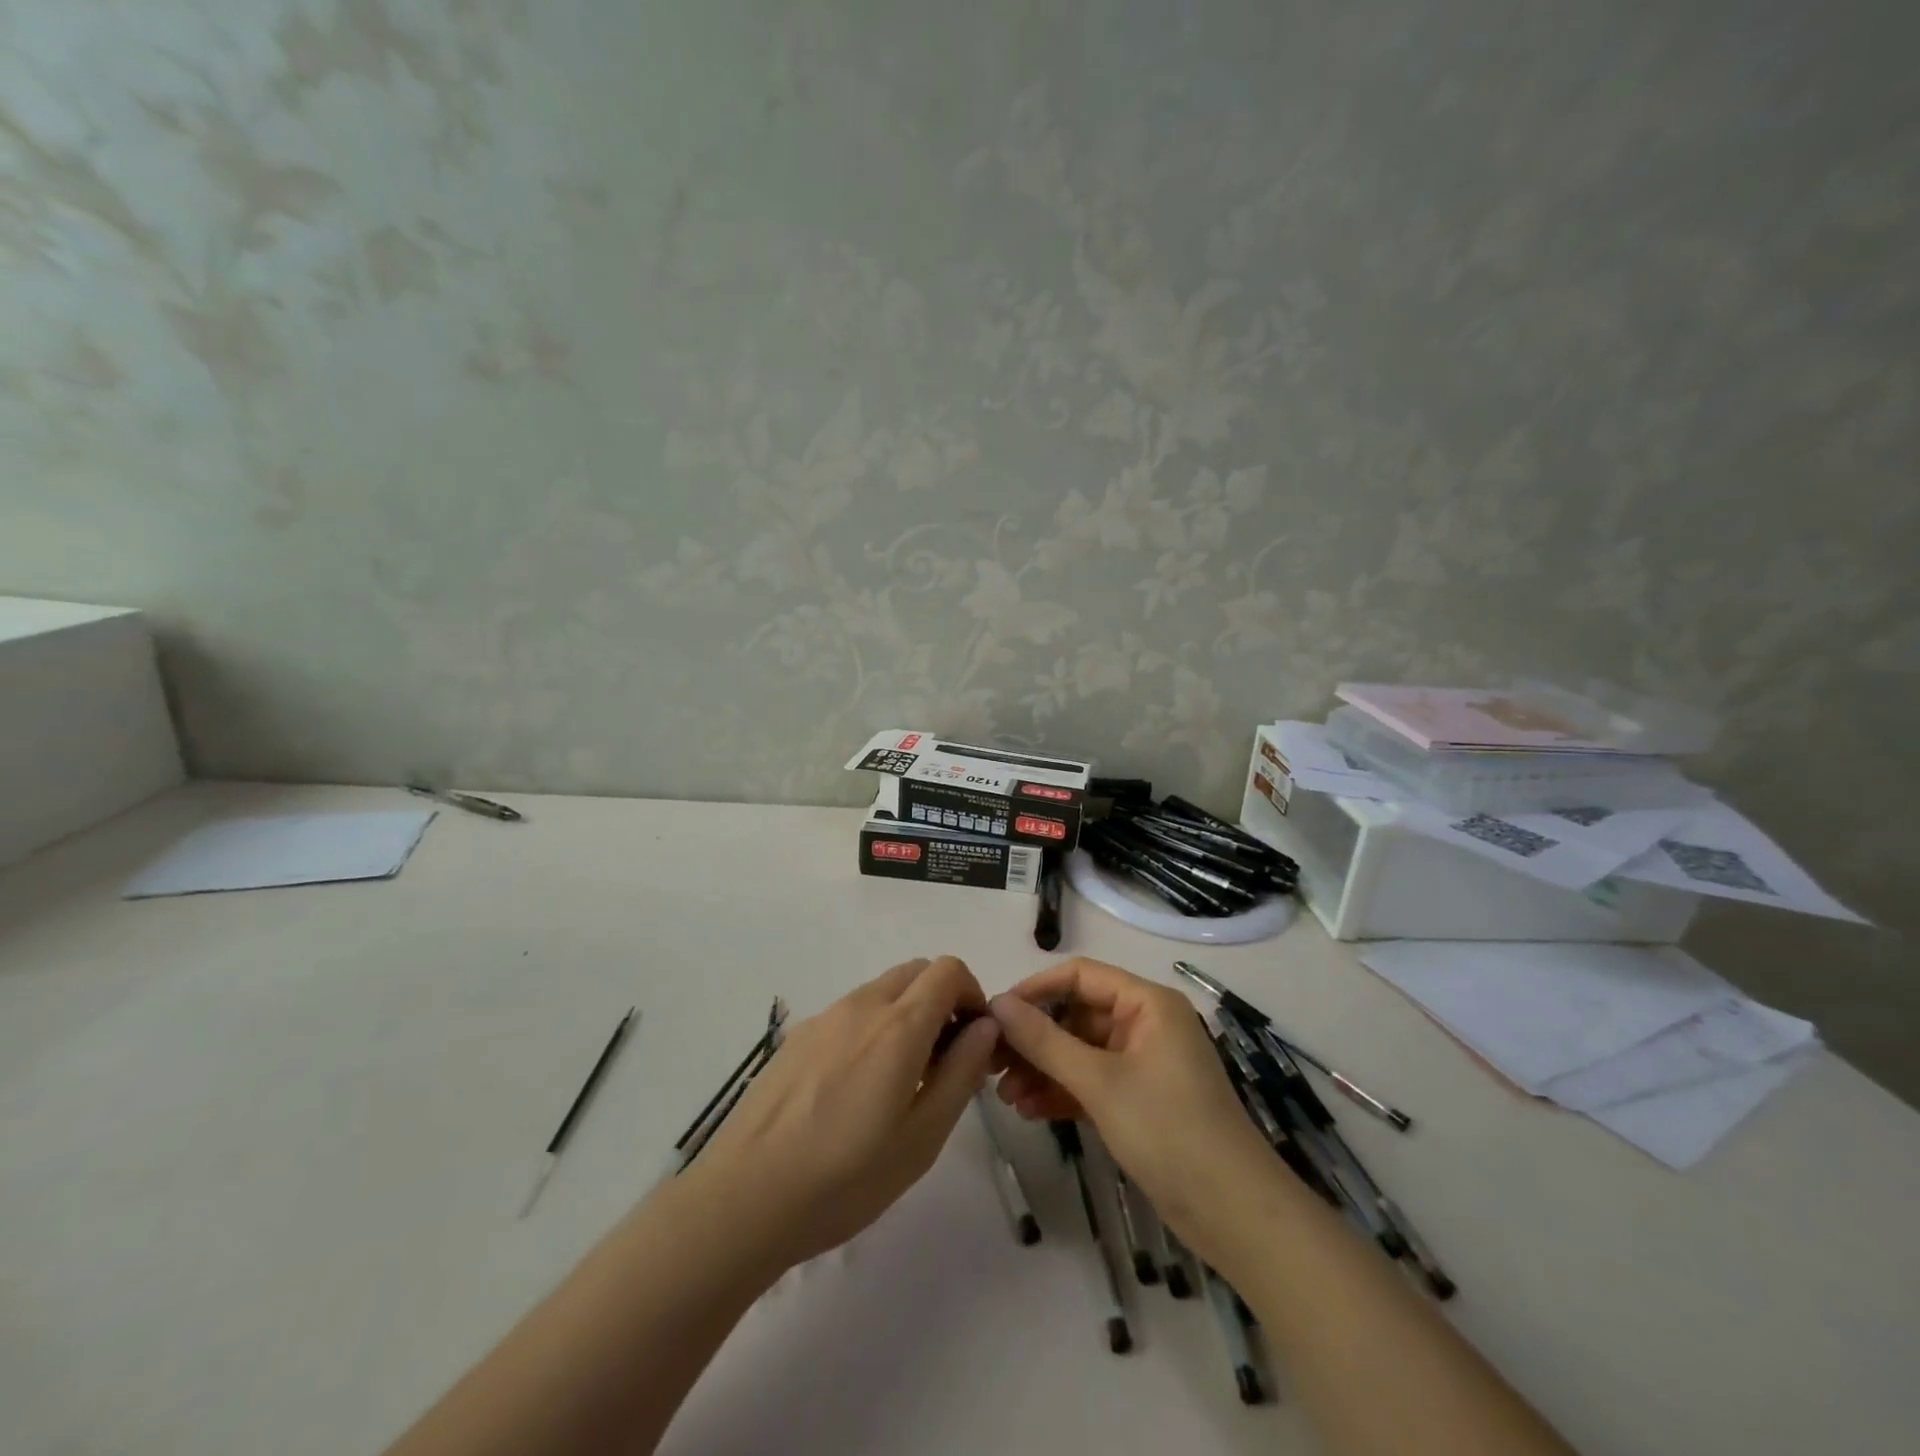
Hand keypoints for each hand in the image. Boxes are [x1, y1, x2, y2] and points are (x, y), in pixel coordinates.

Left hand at [687, 956, 1001, 1273]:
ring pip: (881, 991)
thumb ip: (961, 1073)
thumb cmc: (845, 1177)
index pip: (948, 969)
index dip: (971, 994)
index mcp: (899, 1025)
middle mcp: (862, 1005)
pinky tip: (854, 1089)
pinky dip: (871, 1027)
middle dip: (941, 1000)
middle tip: (943, 1059)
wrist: (745, 1197)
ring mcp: (824, 1016)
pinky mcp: (797, 1036)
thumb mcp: (922, 1138)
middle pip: (915, 972)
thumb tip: (985, 1027)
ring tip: (899, 1080)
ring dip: (906, 1014)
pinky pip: (849, 1012)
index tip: (973, 1040)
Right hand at [990, 958, 1274, 1251]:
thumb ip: (1045, 1041)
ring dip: (1044, 1069)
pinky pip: (1093, 1082)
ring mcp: (1145, 1063)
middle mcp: (1146, 1023)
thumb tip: (997, 1003)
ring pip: (1081, 1051)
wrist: (1235, 1214)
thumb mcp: (1099, 1082)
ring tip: (1006, 1096)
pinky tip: (1030, 1110)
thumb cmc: (1168, 1130)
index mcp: (1147, 1003)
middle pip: (1078, 1015)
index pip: (1080, 976)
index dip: (1035, 990)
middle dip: (1035, 1039)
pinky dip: (1064, 1092)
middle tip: (992, 1064)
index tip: (995, 1015)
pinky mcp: (1142, 1100)